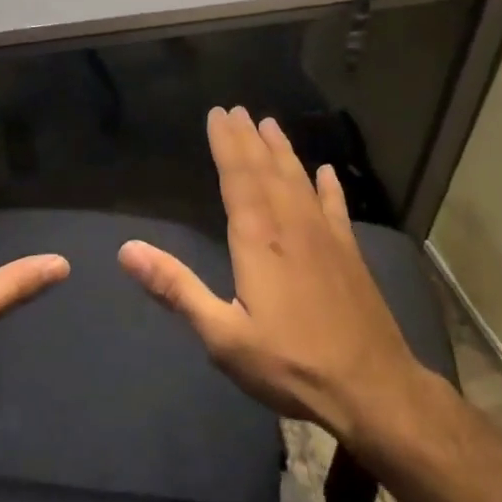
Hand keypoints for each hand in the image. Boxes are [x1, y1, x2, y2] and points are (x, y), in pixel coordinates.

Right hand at [119, 106, 430, 457]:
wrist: (374, 391)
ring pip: (299, 180)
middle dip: (249, 138)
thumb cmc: (291, 364)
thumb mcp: (223, 335)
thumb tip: (126, 250)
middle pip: (266, 170)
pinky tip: (327, 173)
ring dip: (283, 151)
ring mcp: (325, 237)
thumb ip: (176, 288)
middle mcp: (291, 225)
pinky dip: (329, 187)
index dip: (226, 143)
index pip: (238, 177)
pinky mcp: (350, 254)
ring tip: (270, 125)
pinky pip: (336, 208)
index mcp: (258, 238)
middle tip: (237, 109)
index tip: (217, 114)